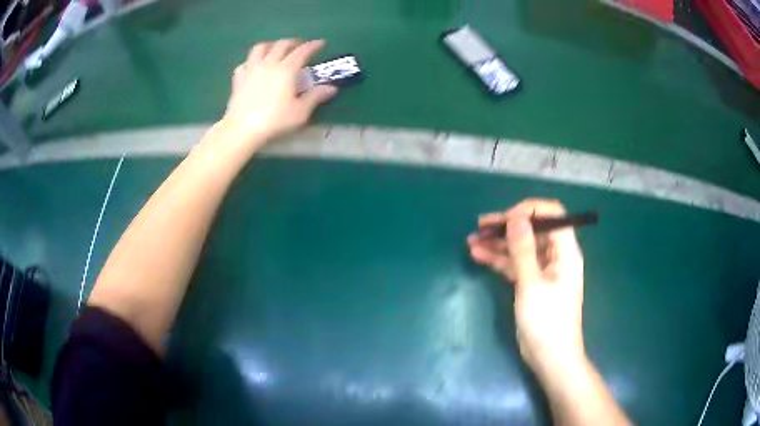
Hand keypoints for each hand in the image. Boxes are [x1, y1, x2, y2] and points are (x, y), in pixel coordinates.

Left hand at [216, 39, 337, 155]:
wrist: (242, 129)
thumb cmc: (274, 121)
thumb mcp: (300, 112)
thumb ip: (315, 97)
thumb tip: (332, 88)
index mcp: (286, 70)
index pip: (302, 51)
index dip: (313, 45)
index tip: (321, 43)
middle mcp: (269, 63)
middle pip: (281, 45)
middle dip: (293, 42)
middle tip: (299, 46)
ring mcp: (251, 69)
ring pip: (261, 48)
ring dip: (271, 45)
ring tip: (275, 49)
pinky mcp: (239, 78)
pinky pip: (246, 62)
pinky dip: (253, 60)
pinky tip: (255, 66)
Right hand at [467, 199, 585, 374]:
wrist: (550, 357)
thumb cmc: (547, 321)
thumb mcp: (532, 284)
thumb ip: (523, 250)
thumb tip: (516, 217)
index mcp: (565, 251)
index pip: (552, 215)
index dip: (529, 211)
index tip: (505, 220)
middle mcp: (555, 256)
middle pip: (532, 230)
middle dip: (507, 226)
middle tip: (480, 226)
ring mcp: (543, 270)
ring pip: (520, 247)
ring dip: (498, 243)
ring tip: (472, 241)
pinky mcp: (532, 283)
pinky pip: (515, 264)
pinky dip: (499, 260)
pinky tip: (479, 255)